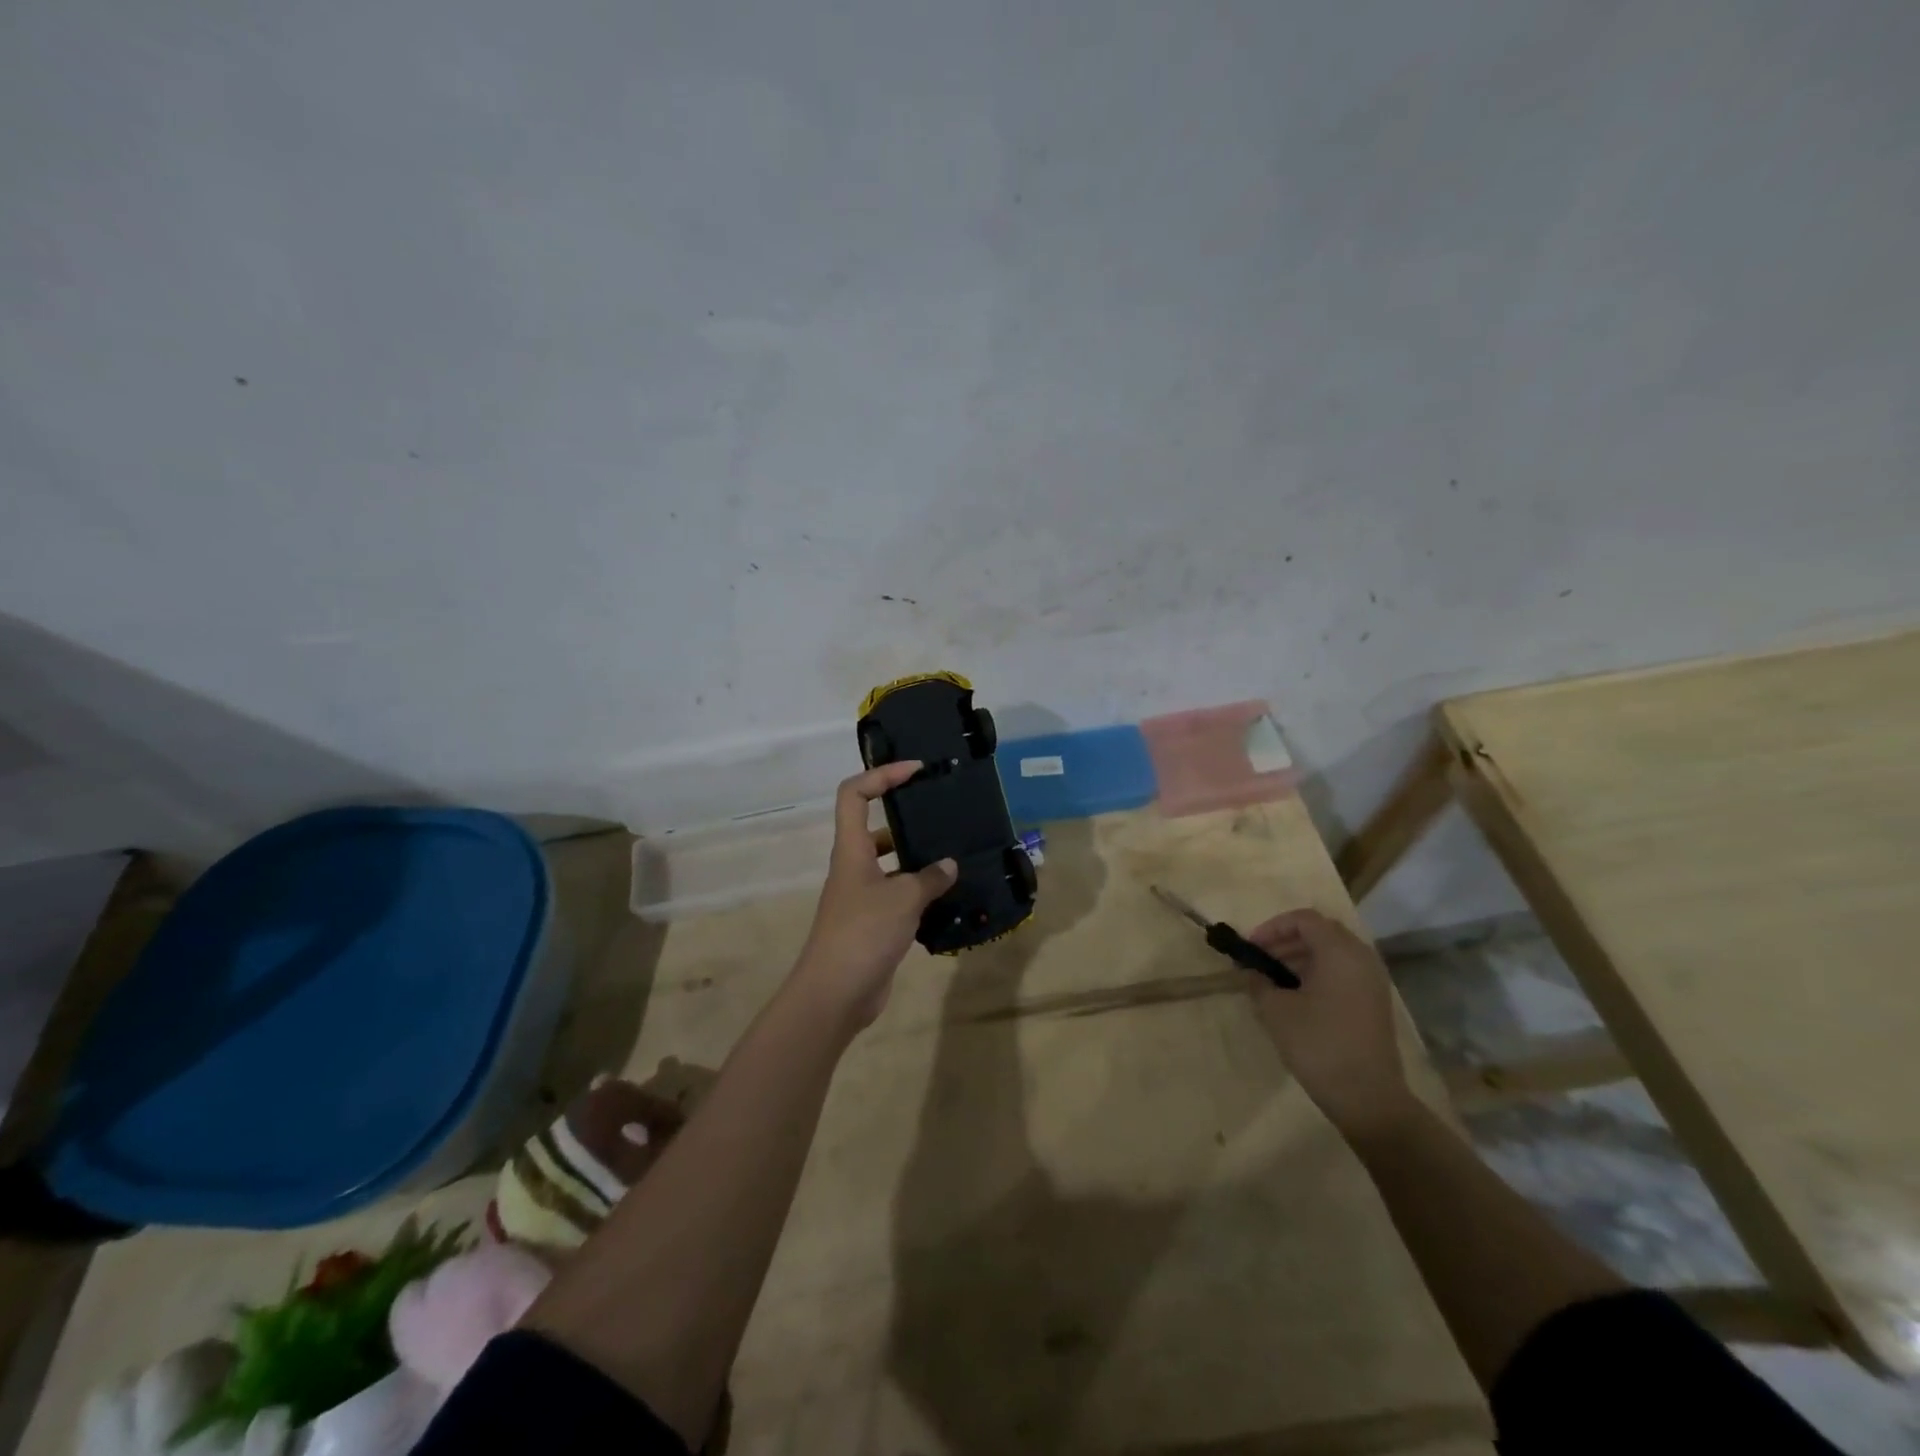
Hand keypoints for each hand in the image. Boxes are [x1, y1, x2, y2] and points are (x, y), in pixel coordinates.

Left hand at [793, 763, 956, 1028]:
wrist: (836, 993)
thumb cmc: (863, 933)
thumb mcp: (903, 899)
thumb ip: (929, 878)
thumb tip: (948, 866)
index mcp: (851, 850)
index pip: (854, 794)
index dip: (880, 774)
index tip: (914, 771)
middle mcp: (853, 867)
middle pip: (875, 827)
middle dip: (906, 817)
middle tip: (943, 815)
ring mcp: (861, 896)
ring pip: (890, 864)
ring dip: (918, 859)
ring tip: (954, 856)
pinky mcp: (873, 923)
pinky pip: (899, 896)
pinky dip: (920, 893)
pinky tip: (949, 898)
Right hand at [1245, 909, 1413, 1138]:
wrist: (1367, 1097)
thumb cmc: (1318, 1044)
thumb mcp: (1276, 1010)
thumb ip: (1258, 982)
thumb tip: (1250, 971)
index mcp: (1340, 952)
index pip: (1304, 919)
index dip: (1272, 927)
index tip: (1251, 948)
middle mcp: (1361, 958)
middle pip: (1321, 932)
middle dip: (1286, 940)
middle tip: (1260, 960)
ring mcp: (1372, 981)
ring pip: (1332, 952)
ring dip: (1301, 957)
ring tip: (1274, 979)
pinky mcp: (1374, 1002)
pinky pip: (1343, 971)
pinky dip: (1318, 972)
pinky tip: (1297, 996)